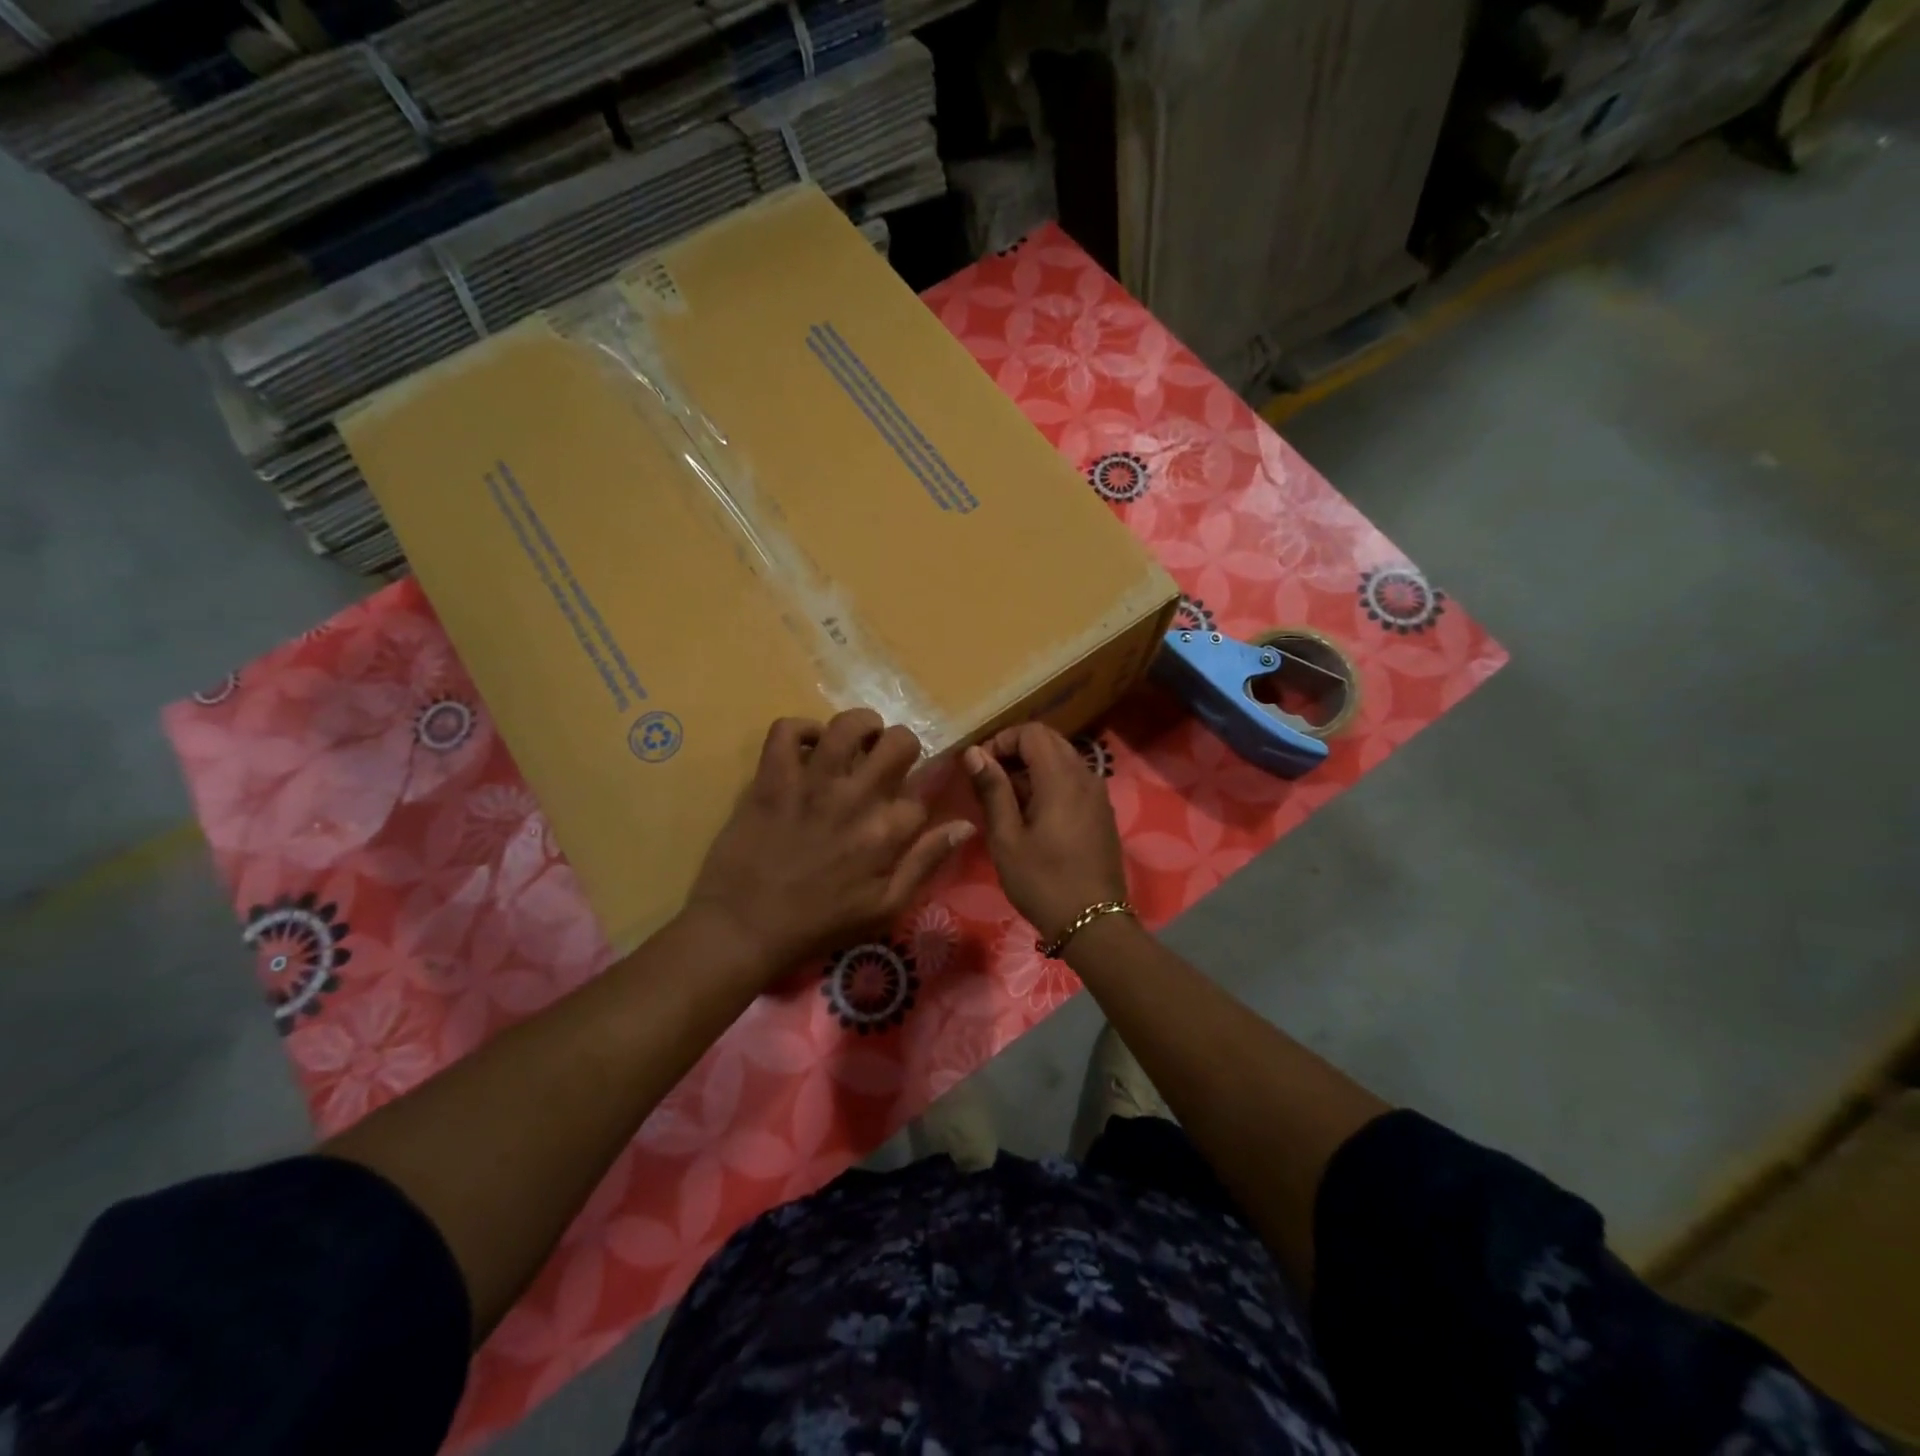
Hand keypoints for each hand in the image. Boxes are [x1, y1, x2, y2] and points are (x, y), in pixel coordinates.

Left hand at [686, 710, 973, 975]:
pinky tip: (806, 748)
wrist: (743, 929)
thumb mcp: (885, 908)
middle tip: (886, 761)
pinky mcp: (771, 778)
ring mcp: (811, 783)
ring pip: (847, 725)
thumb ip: (926, 863)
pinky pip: (785, 730)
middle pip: (898, 742)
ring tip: (856, 740)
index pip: (921, 794)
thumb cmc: (817, 925)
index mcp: (886, 832)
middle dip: (901, 746)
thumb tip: (966, 825)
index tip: (902, 810)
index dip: (917, 798)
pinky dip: (799, 730)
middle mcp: (855, 798)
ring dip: (860, 726)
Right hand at [965, 723, 1127, 940]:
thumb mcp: (1006, 838)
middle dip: (1016, 751)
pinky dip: (1050, 783)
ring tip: (1006, 800)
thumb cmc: (1043, 882)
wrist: (1094, 923)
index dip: (1002, 740)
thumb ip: (992, 790)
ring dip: (1032, 768)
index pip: (1032, 732)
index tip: (980, 768)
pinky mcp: (1102, 812)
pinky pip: (1074, 781)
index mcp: (1061, 778)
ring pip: (1063, 760)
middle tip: (989, 781)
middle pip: (1049, 741)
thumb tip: (974, 753)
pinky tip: (1032, 815)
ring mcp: (1098, 794)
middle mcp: (1085, 776)